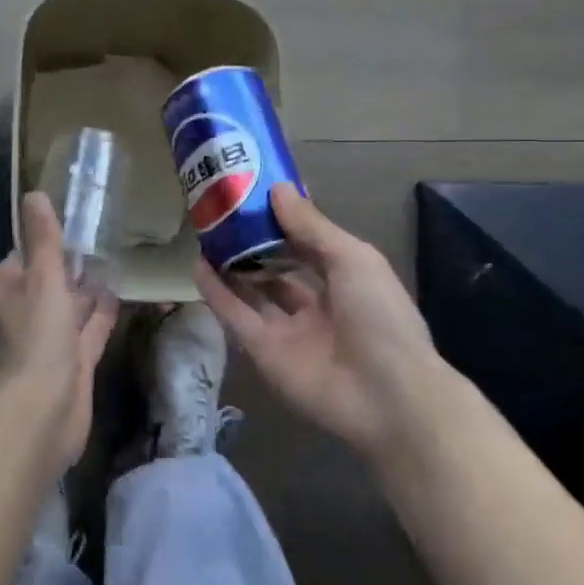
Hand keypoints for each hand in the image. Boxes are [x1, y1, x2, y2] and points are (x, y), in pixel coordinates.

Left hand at [0, 192, 118, 470]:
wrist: (44, 411)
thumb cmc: (37, 336)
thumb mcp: (42, 278)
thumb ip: (43, 239)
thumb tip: (34, 193)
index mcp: (4, 290)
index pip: (19, 257)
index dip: (39, 242)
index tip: (67, 223)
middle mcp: (21, 312)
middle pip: (45, 282)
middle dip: (67, 266)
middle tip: (100, 237)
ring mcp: (47, 339)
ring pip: (69, 306)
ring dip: (86, 290)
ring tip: (115, 260)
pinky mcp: (71, 361)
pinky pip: (89, 329)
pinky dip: (101, 315)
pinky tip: (121, 295)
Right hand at [196, 184, 455, 456]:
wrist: (385, 395)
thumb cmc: (379, 316)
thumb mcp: (352, 259)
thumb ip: (311, 227)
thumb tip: (277, 189)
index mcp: (346, 280)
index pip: (309, 245)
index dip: (285, 221)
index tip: (256, 194)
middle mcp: (316, 304)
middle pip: (278, 269)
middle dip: (255, 244)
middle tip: (223, 213)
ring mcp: (288, 330)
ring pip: (253, 292)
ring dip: (232, 266)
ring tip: (205, 234)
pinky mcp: (263, 352)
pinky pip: (236, 316)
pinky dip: (217, 293)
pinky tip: (198, 266)